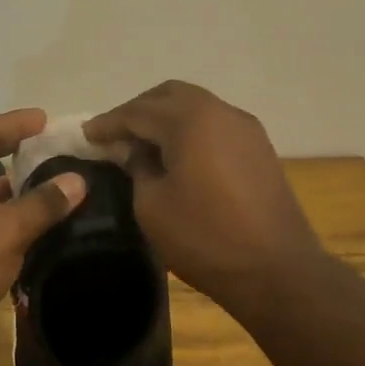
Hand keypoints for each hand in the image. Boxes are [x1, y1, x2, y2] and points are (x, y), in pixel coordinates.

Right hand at [84, 81, 327, 312]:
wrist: (277, 270)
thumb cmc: (206, 238)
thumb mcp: (152, 206)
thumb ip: (137, 168)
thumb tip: (135, 151)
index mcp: (190, 120)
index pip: (138, 111)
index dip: (109, 122)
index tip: (86, 134)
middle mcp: (220, 111)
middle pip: (170, 95)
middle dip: (138, 110)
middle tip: (115, 135)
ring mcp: (245, 127)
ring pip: (196, 105)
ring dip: (166, 118)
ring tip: (143, 145)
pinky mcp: (259, 147)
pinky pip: (215, 124)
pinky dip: (190, 129)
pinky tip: (178, 155)